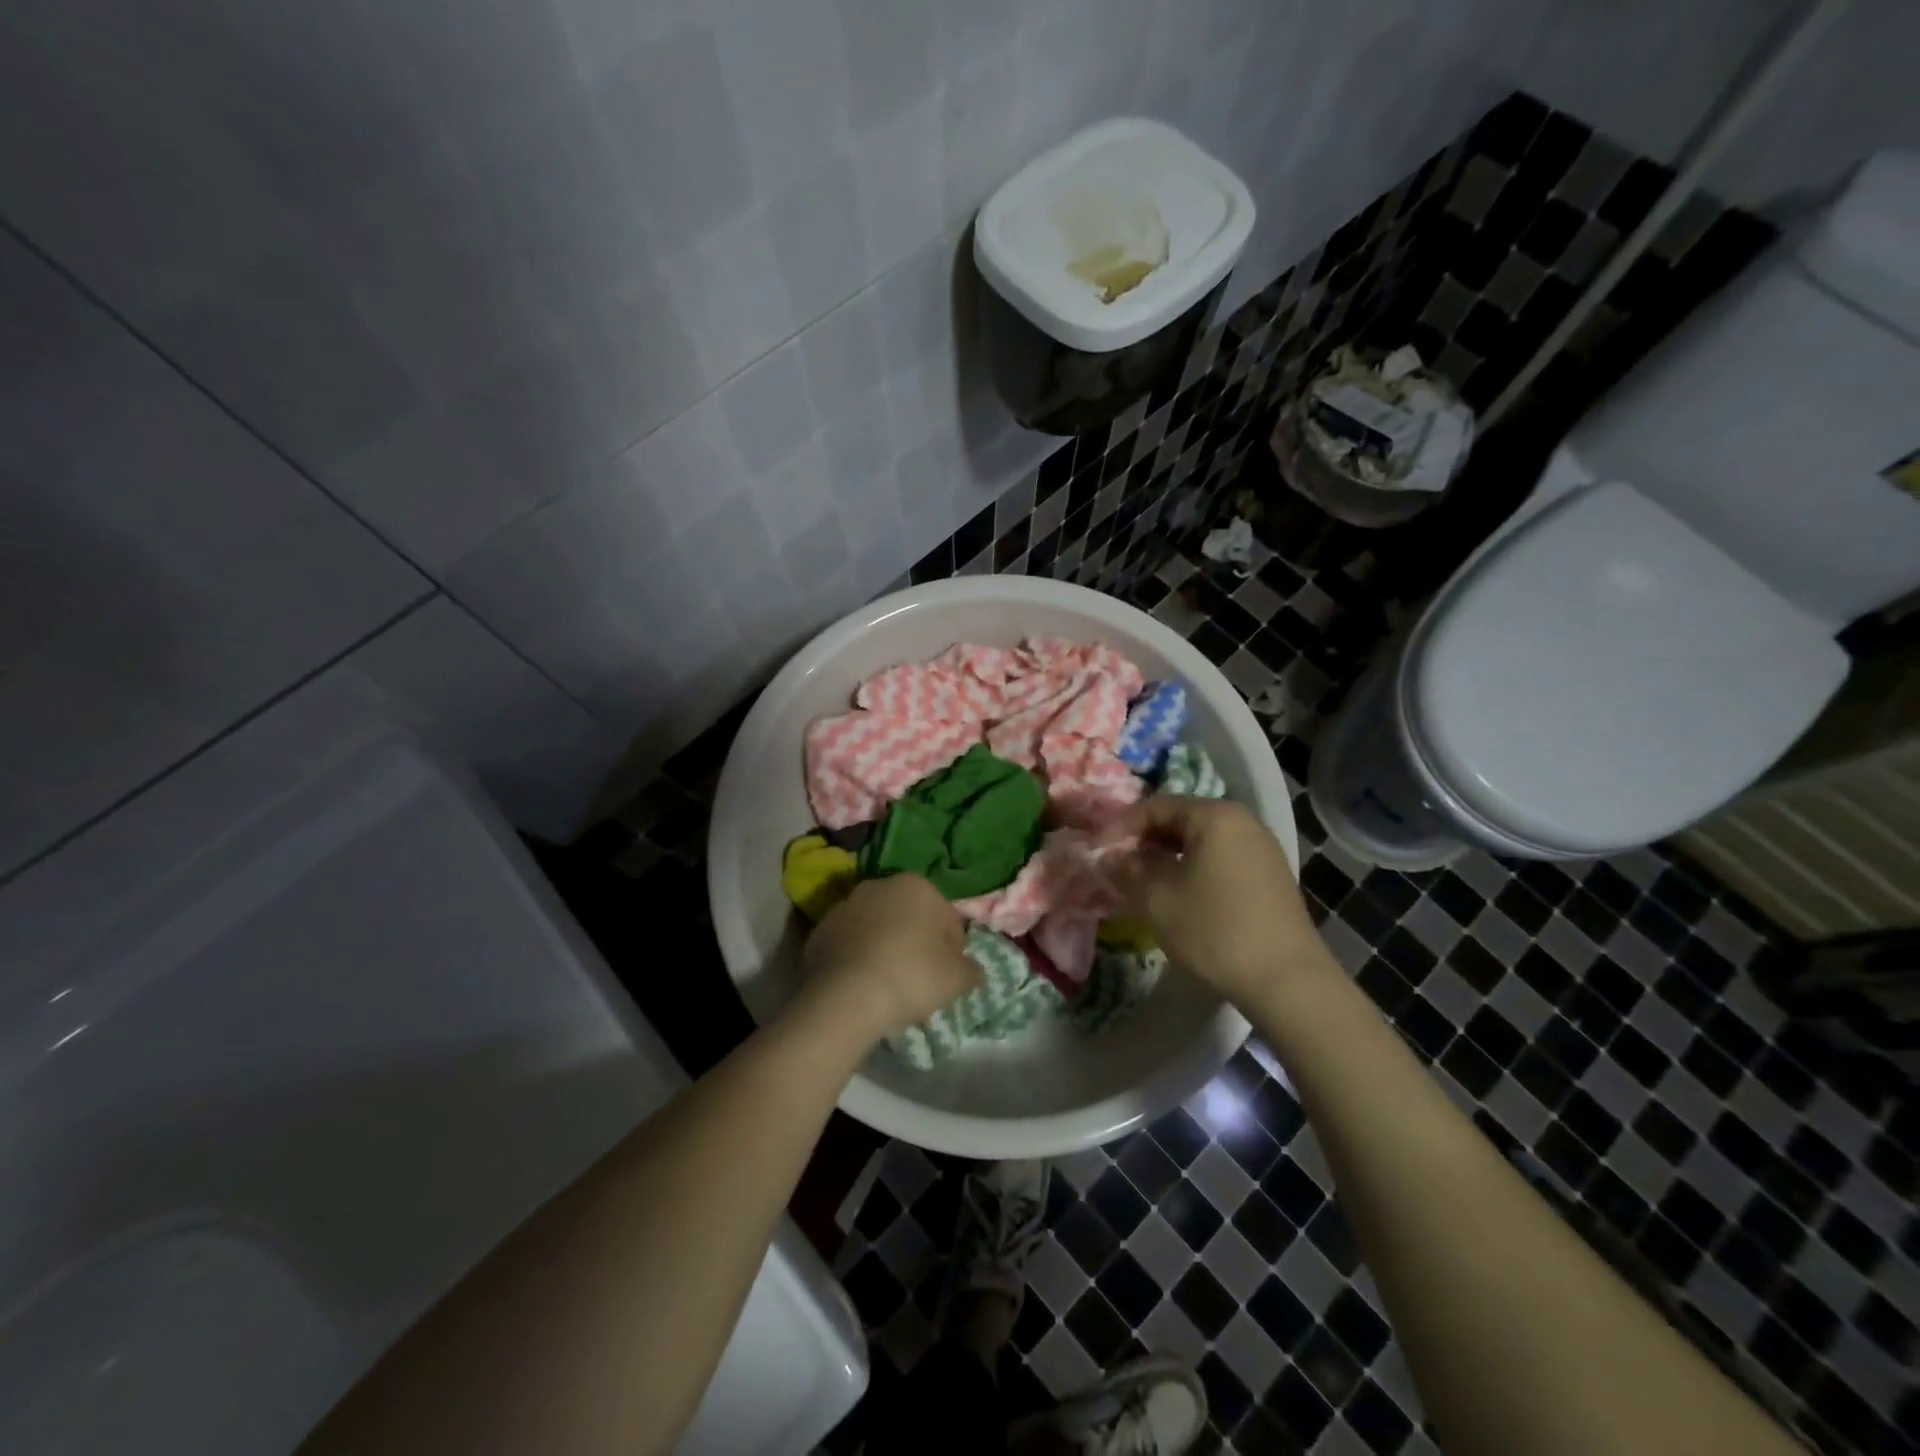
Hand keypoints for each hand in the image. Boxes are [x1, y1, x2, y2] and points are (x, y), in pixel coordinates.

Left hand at [800, 875, 980, 1041]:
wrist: (846, 997)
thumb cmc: (911, 976)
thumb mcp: (958, 979)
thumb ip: (971, 969)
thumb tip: (970, 969)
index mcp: (916, 885)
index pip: (946, 917)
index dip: (952, 948)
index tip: (948, 974)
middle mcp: (878, 886)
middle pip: (908, 917)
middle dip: (916, 941)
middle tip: (920, 979)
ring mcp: (844, 906)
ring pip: (876, 928)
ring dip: (884, 947)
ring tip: (888, 985)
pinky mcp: (818, 931)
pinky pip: (849, 945)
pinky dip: (857, 959)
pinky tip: (862, 986)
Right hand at [1105, 797, 1331, 1009]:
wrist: (1287, 980)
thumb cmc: (1215, 930)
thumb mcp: (1156, 899)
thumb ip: (1126, 869)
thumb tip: (1110, 856)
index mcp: (1215, 815)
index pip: (1155, 806)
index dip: (1120, 826)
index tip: (1096, 849)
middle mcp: (1242, 821)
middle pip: (1180, 819)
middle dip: (1144, 841)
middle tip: (1116, 865)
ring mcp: (1261, 848)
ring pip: (1201, 842)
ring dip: (1167, 857)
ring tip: (1142, 882)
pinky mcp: (1270, 876)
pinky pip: (1220, 859)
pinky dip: (1193, 869)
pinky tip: (1178, 895)